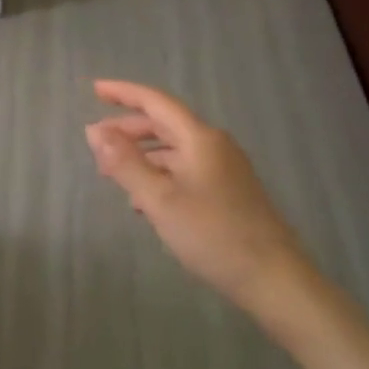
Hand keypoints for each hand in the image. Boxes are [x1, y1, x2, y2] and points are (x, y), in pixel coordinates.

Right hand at [86, 80, 312, 317]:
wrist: (274, 279)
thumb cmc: (213, 235)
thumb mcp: (160, 199)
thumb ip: (125, 163)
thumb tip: (94, 131)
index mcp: (200, 138)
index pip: (156, 102)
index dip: (123, 93)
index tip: (94, 89)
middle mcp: (214, 145)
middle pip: (164, 125)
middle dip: (128, 129)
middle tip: (97, 142)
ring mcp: (224, 169)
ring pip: (174, 151)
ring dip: (142, 156)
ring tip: (114, 175)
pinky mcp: (228, 192)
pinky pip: (185, 171)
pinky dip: (160, 175)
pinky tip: (145, 201)